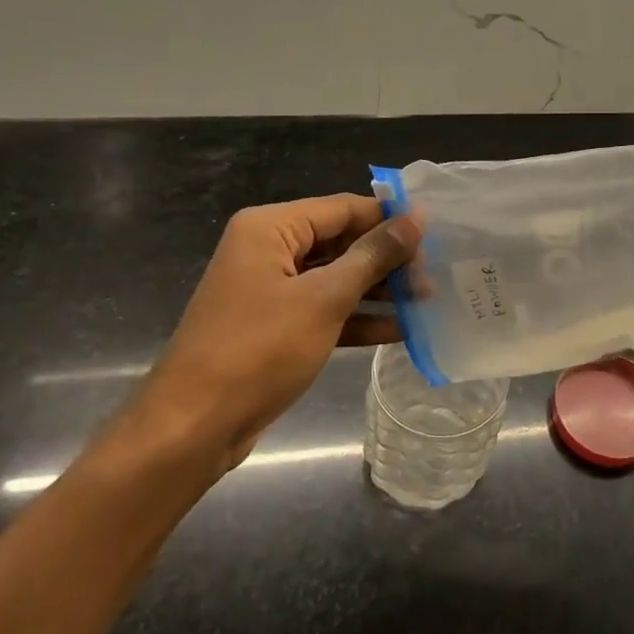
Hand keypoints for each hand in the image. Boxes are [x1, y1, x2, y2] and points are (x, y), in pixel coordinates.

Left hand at [127, 195, 420, 473]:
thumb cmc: (260, 350)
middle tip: (434, 275)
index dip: (389, 218)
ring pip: (336, 278)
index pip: (342, 208)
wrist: (196, 425)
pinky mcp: (276, 326)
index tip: (437, 232)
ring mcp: (271, 290)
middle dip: (387, 259)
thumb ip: (373, 256)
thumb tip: (415, 218)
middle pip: (340, 241)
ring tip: (427, 301)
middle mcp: (268, 250)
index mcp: (270, 228)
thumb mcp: (324, 299)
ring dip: (378, 290)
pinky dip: (358, 318)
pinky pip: (325, 310)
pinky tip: (401, 330)